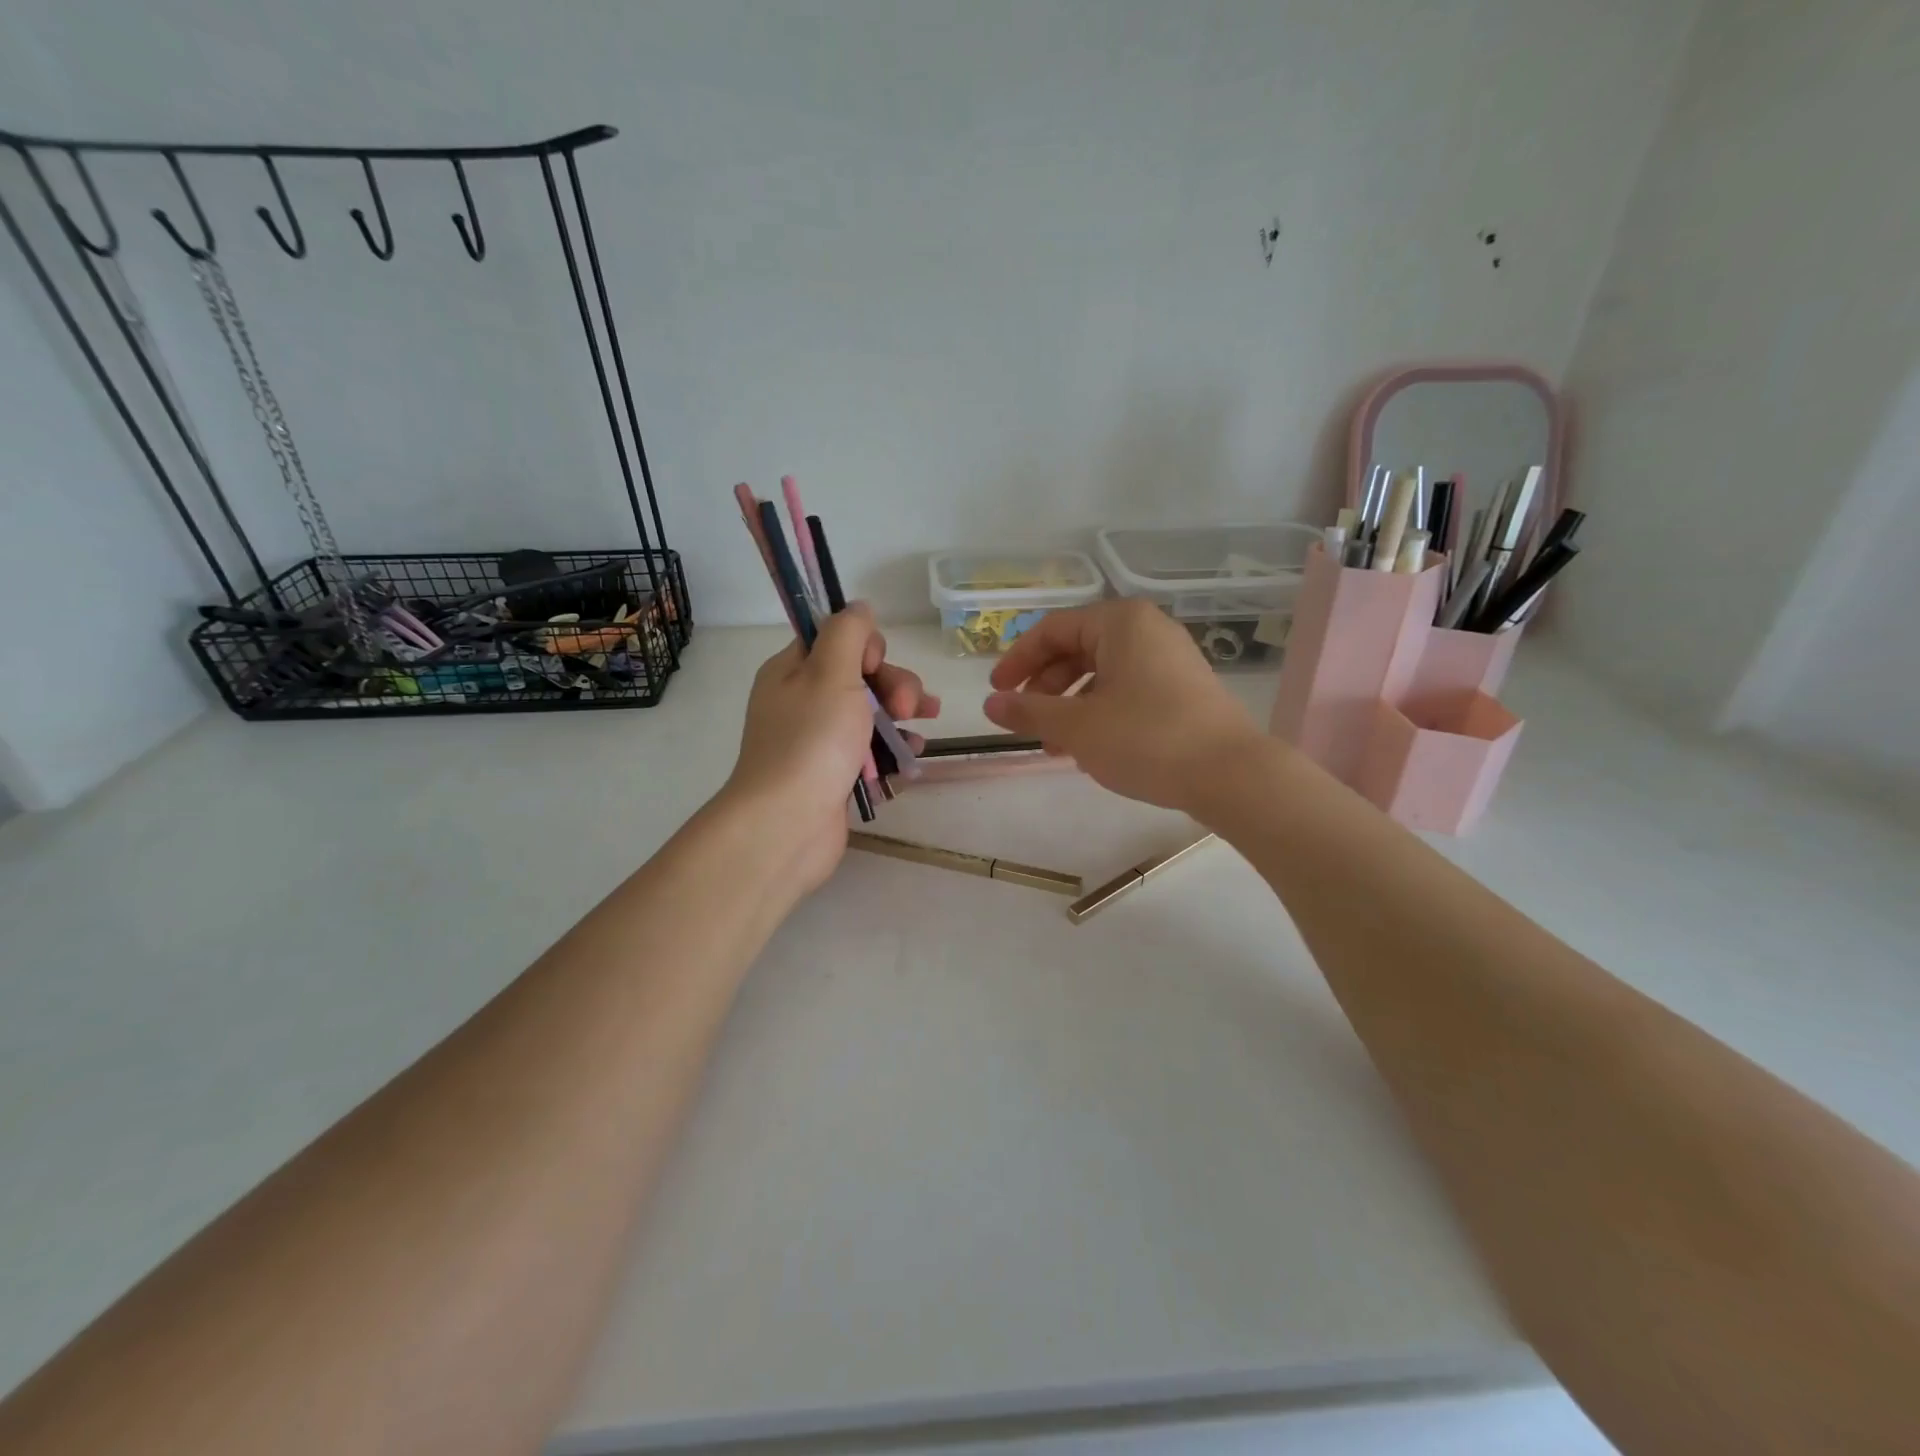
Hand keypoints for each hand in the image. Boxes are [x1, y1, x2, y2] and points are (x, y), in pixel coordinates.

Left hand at [719, 604, 938, 892]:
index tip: (876, 667)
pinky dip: (893, 750)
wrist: (788, 825)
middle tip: (909, 707)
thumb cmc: (811, 742)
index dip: (867, 648)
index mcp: (792, 671)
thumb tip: (859, 606)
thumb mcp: (831, 673)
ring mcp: (818, 742)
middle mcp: (802, 702)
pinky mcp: (835, 775)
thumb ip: (848, 633)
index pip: (836, 640)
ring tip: (924, 728)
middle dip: (894, 685)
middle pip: (860, 677)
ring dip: (901, 716)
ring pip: (870, 715)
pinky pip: (870, 752)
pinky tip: (913, 756)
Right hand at [983, 599, 1259, 814]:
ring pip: (1102, 674)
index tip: (997, 694)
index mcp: (1120, 622)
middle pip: (1077, 650)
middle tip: (1026, 722)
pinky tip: (1091, 749)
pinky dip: (1100, 713)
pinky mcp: (1183, 689)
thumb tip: (990, 704)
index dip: (1017, 661)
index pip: (1052, 630)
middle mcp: (1147, 630)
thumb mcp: (1077, 727)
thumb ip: (1029, 711)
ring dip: (1070, 706)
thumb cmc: (1146, 739)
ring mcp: (1169, 659)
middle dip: (1045, 688)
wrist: (1230, 774)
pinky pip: (1127, 690)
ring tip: (1055, 746)